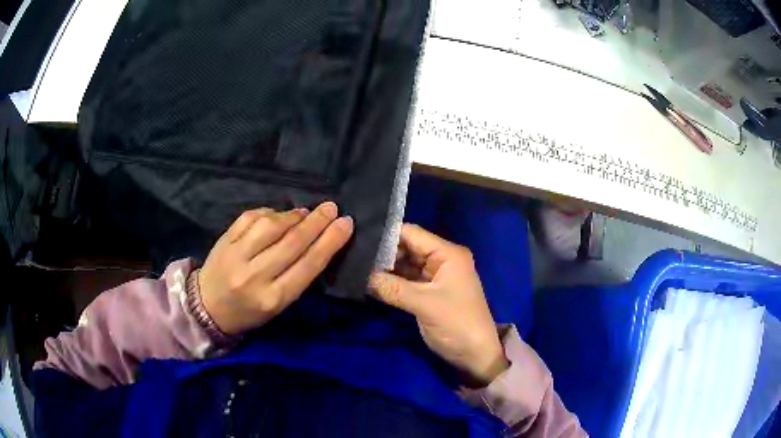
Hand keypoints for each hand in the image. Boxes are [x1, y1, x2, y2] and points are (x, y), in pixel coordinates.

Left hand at [199, 202, 353, 335]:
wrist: (208, 307)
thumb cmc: (249, 311)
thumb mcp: (279, 304)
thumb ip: (297, 276)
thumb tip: (317, 240)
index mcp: (273, 298)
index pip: (308, 265)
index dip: (330, 242)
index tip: (346, 223)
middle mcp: (255, 276)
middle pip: (292, 242)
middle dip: (316, 222)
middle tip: (331, 208)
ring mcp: (236, 256)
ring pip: (271, 226)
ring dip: (293, 215)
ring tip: (306, 212)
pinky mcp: (224, 240)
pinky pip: (250, 218)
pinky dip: (269, 212)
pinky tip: (278, 214)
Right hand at [370, 224, 507, 386]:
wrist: (475, 355)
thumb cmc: (457, 324)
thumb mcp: (424, 304)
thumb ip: (392, 288)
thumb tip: (359, 275)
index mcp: (448, 253)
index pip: (412, 233)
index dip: (386, 235)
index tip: (357, 238)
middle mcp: (441, 259)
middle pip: (406, 247)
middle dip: (382, 252)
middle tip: (352, 255)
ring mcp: (433, 276)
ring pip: (403, 264)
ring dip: (383, 268)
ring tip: (354, 266)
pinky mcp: (427, 292)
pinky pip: (404, 280)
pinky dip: (389, 281)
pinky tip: (368, 281)